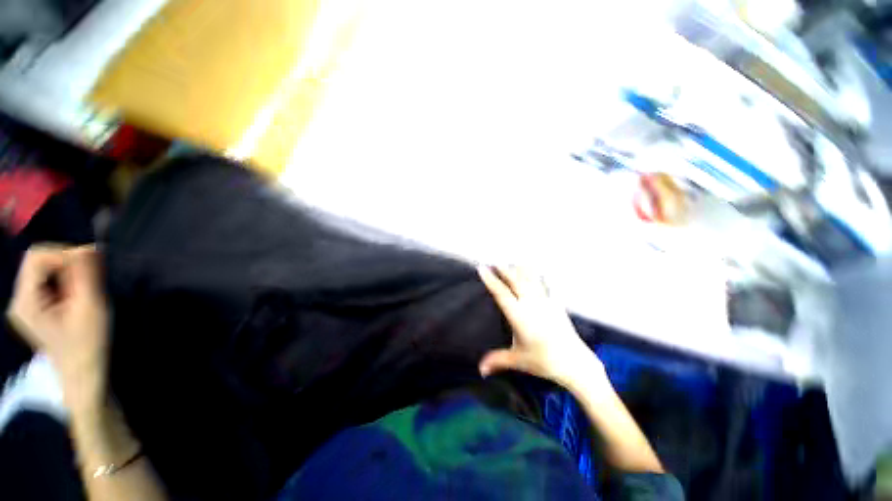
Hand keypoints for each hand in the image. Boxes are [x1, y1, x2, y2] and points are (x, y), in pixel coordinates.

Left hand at [8, 245, 109, 410]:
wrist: (83, 373)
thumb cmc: (88, 344)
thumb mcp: (90, 307)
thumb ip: (86, 275)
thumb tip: (90, 247)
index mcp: (25, 301)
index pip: (37, 257)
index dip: (65, 254)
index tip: (91, 266)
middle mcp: (18, 298)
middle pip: (39, 261)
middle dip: (68, 263)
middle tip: (91, 280)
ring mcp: (24, 303)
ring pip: (44, 269)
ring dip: (68, 273)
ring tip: (85, 290)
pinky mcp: (34, 306)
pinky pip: (47, 280)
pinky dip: (65, 280)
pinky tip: (76, 295)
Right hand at [478, 266, 603, 388]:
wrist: (576, 363)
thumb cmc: (545, 361)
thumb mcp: (518, 360)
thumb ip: (497, 361)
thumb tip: (480, 370)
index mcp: (519, 316)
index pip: (501, 293)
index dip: (490, 280)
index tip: (482, 268)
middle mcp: (531, 304)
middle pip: (515, 281)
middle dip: (504, 270)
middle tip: (494, 263)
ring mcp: (545, 302)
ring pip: (530, 279)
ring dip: (520, 270)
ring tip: (512, 263)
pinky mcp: (556, 304)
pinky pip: (546, 285)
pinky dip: (539, 277)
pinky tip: (538, 273)